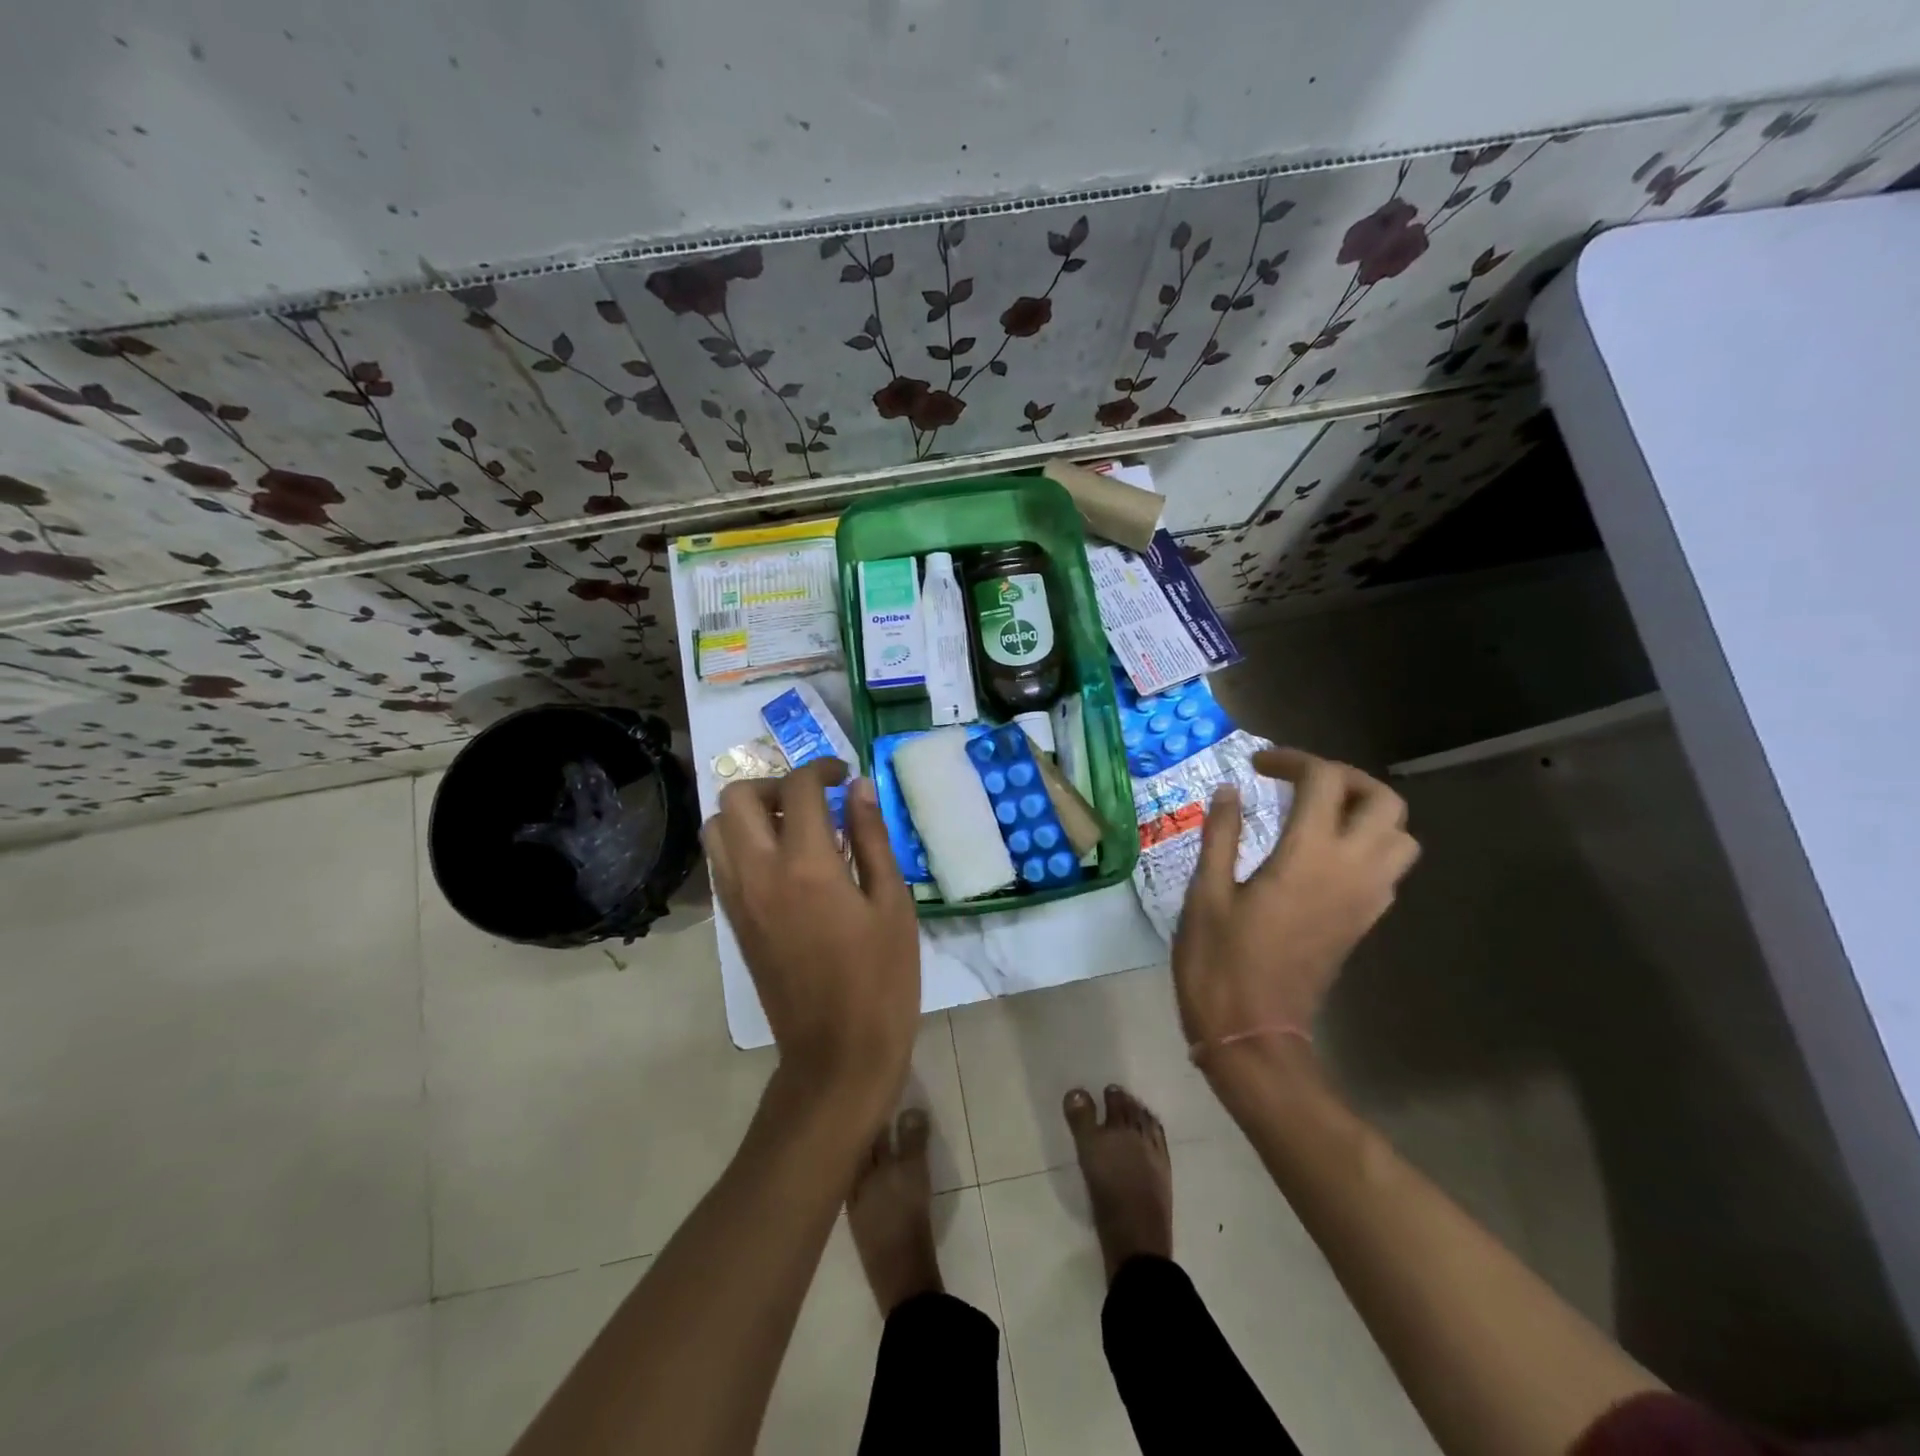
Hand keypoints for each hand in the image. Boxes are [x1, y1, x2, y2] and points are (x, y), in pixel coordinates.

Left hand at [704, 759, 920, 1115]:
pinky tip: (784, 862)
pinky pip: (721, 862)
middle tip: (813, 801)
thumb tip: (859, 788)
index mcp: (806, 866)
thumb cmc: (881, 979)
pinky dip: (742, 842)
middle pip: (736, 797)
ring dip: (750, 813)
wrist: (837, 1054)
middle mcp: (759, 873)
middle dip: (775, 784)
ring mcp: (738, 899)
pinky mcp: (734, 922)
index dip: (822, 769)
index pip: (798, 788)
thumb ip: (871, 838)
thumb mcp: (892, 903)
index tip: (844, 776)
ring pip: (716, 828)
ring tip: (794, 828)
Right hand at [1173, 749, 1418, 1076]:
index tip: (1257, 766)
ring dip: (1365, 811)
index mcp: (1308, 857)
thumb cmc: (1219, 962)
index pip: (1325, 781)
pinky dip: (1367, 843)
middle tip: (1298, 782)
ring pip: (1400, 835)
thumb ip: (1222, 834)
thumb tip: (1231, 790)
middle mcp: (1351, 871)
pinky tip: (1322, 852)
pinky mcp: (1364, 922)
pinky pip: (1389, 868)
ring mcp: (1365, 899)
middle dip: (1344, 778)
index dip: (1293, 760)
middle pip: (1383, 800)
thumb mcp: (1206, 893)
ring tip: (1317, 813)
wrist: (1253, 1035)